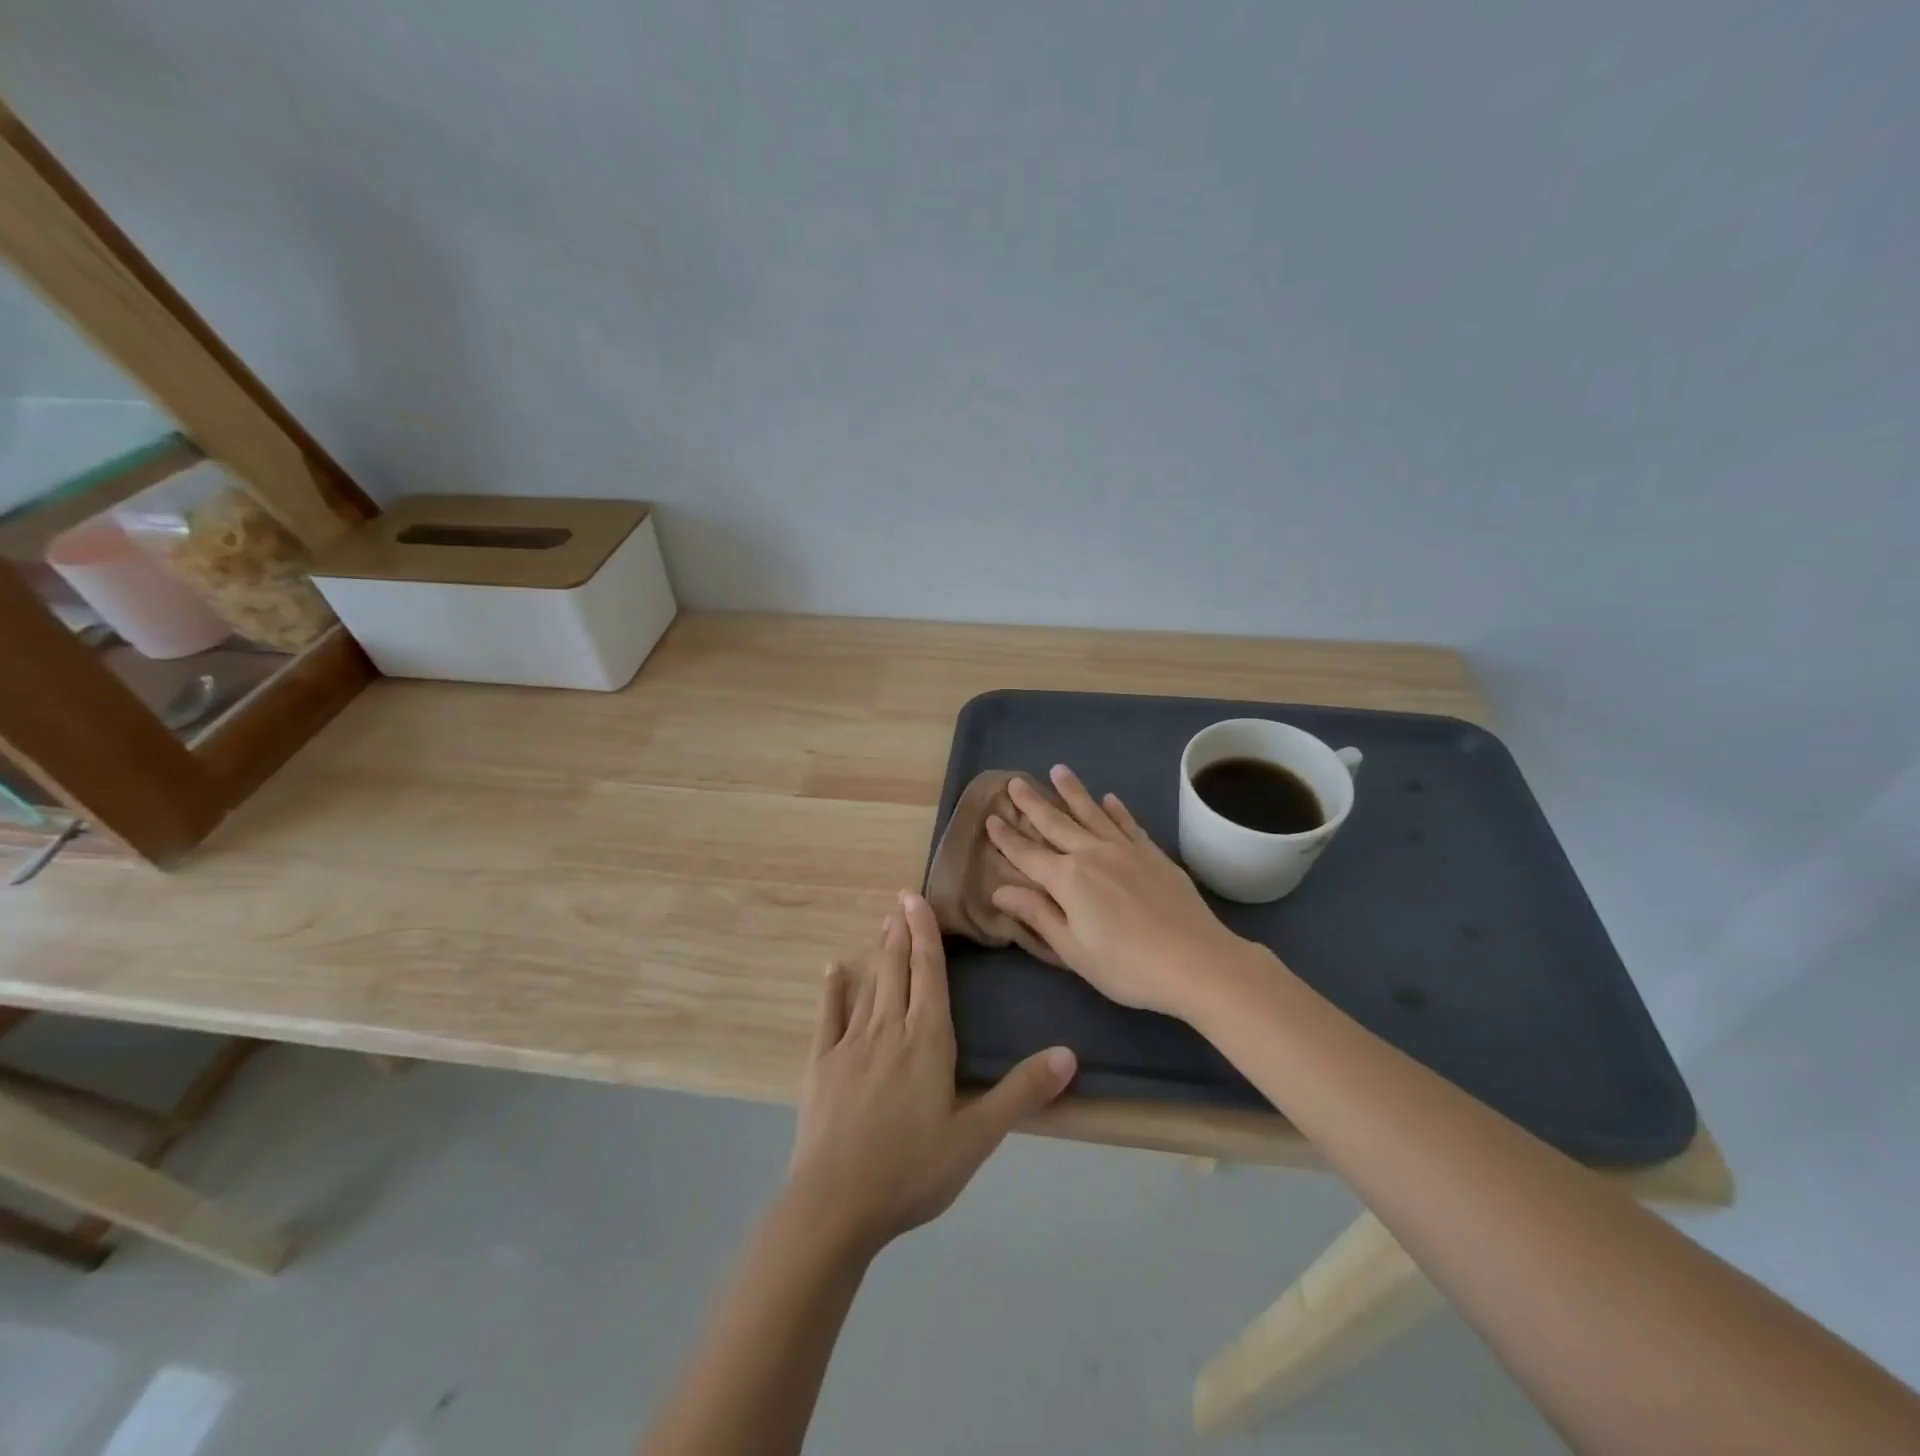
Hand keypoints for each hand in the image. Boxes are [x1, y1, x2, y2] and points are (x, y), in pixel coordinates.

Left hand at [786, 891, 1076, 1258]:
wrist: (834, 1206)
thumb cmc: (912, 1170)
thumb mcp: (977, 1137)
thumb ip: (1022, 1092)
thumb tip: (1069, 1054)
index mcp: (926, 1041)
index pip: (929, 974)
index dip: (925, 935)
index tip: (916, 900)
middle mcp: (888, 1030)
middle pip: (897, 970)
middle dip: (901, 933)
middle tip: (900, 900)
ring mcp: (849, 1046)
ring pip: (868, 986)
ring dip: (877, 953)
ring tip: (883, 925)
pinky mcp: (820, 1066)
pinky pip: (828, 1018)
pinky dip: (832, 991)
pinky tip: (834, 970)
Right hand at [986, 765, 1254, 1019]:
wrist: (1197, 961)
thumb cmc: (1127, 966)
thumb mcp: (1073, 949)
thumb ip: (1038, 915)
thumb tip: (1000, 889)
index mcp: (1067, 879)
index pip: (1027, 854)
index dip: (1007, 838)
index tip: (991, 818)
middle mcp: (1092, 854)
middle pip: (1056, 823)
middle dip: (1033, 803)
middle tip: (1015, 782)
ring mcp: (1125, 850)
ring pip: (1092, 813)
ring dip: (1072, 792)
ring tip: (1058, 770)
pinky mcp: (1153, 854)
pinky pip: (1128, 824)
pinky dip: (1116, 809)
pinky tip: (1109, 798)